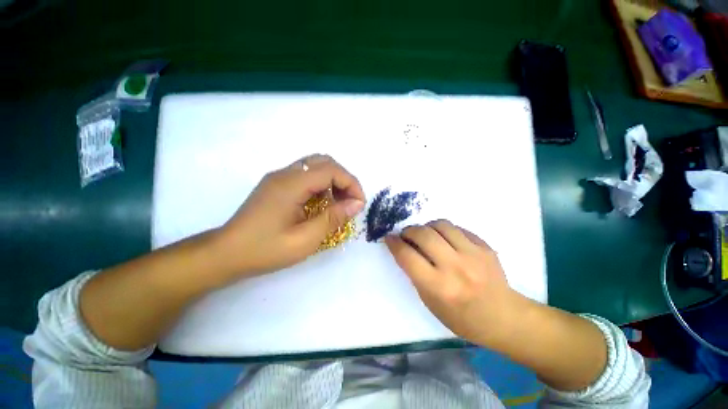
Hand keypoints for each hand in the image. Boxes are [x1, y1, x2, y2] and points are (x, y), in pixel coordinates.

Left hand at [218, 154, 364, 275]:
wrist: (225, 254)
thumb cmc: (265, 250)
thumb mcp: (305, 239)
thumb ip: (333, 218)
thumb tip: (357, 204)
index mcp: (291, 184)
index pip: (331, 170)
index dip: (351, 184)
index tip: (359, 205)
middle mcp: (285, 173)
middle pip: (324, 161)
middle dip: (343, 179)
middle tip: (349, 202)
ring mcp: (279, 177)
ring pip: (315, 166)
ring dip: (332, 181)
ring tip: (337, 204)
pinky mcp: (276, 184)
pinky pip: (305, 175)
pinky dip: (320, 185)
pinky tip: (320, 204)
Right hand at [385, 219, 522, 346]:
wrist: (504, 317)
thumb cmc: (462, 317)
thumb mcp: (431, 303)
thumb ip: (416, 274)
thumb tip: (405, 249)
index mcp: (439, 287)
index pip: (408, 257)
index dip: (394, 244)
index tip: (389, 238)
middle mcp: (455, 267)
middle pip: (423, 235)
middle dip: (409, 231)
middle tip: (406, 235)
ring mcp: (473, 254)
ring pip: (441, 225)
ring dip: (427, 226)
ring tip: (425, 234)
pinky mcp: (485, 247)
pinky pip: (458, 228)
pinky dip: (445, 230)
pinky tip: (444, 238)